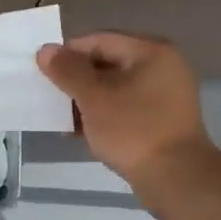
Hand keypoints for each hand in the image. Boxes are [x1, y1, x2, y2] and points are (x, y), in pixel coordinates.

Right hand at [37, 32, 220, 193]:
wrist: (176, 178)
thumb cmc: (133, 130)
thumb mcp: (94, 98)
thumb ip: (67, 71)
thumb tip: (45, 49)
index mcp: (151, 51)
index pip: (99, 40)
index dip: (68, 54)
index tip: (44, 74)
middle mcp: (163, 66)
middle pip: (108, 62)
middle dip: (77, 80)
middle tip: (52, 97)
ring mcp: (166, 94)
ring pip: (115, 87)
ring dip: (88, 99)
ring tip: (64, 118)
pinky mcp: (163, 119)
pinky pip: (126, 106)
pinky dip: (104, 114)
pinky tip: (83, 131)